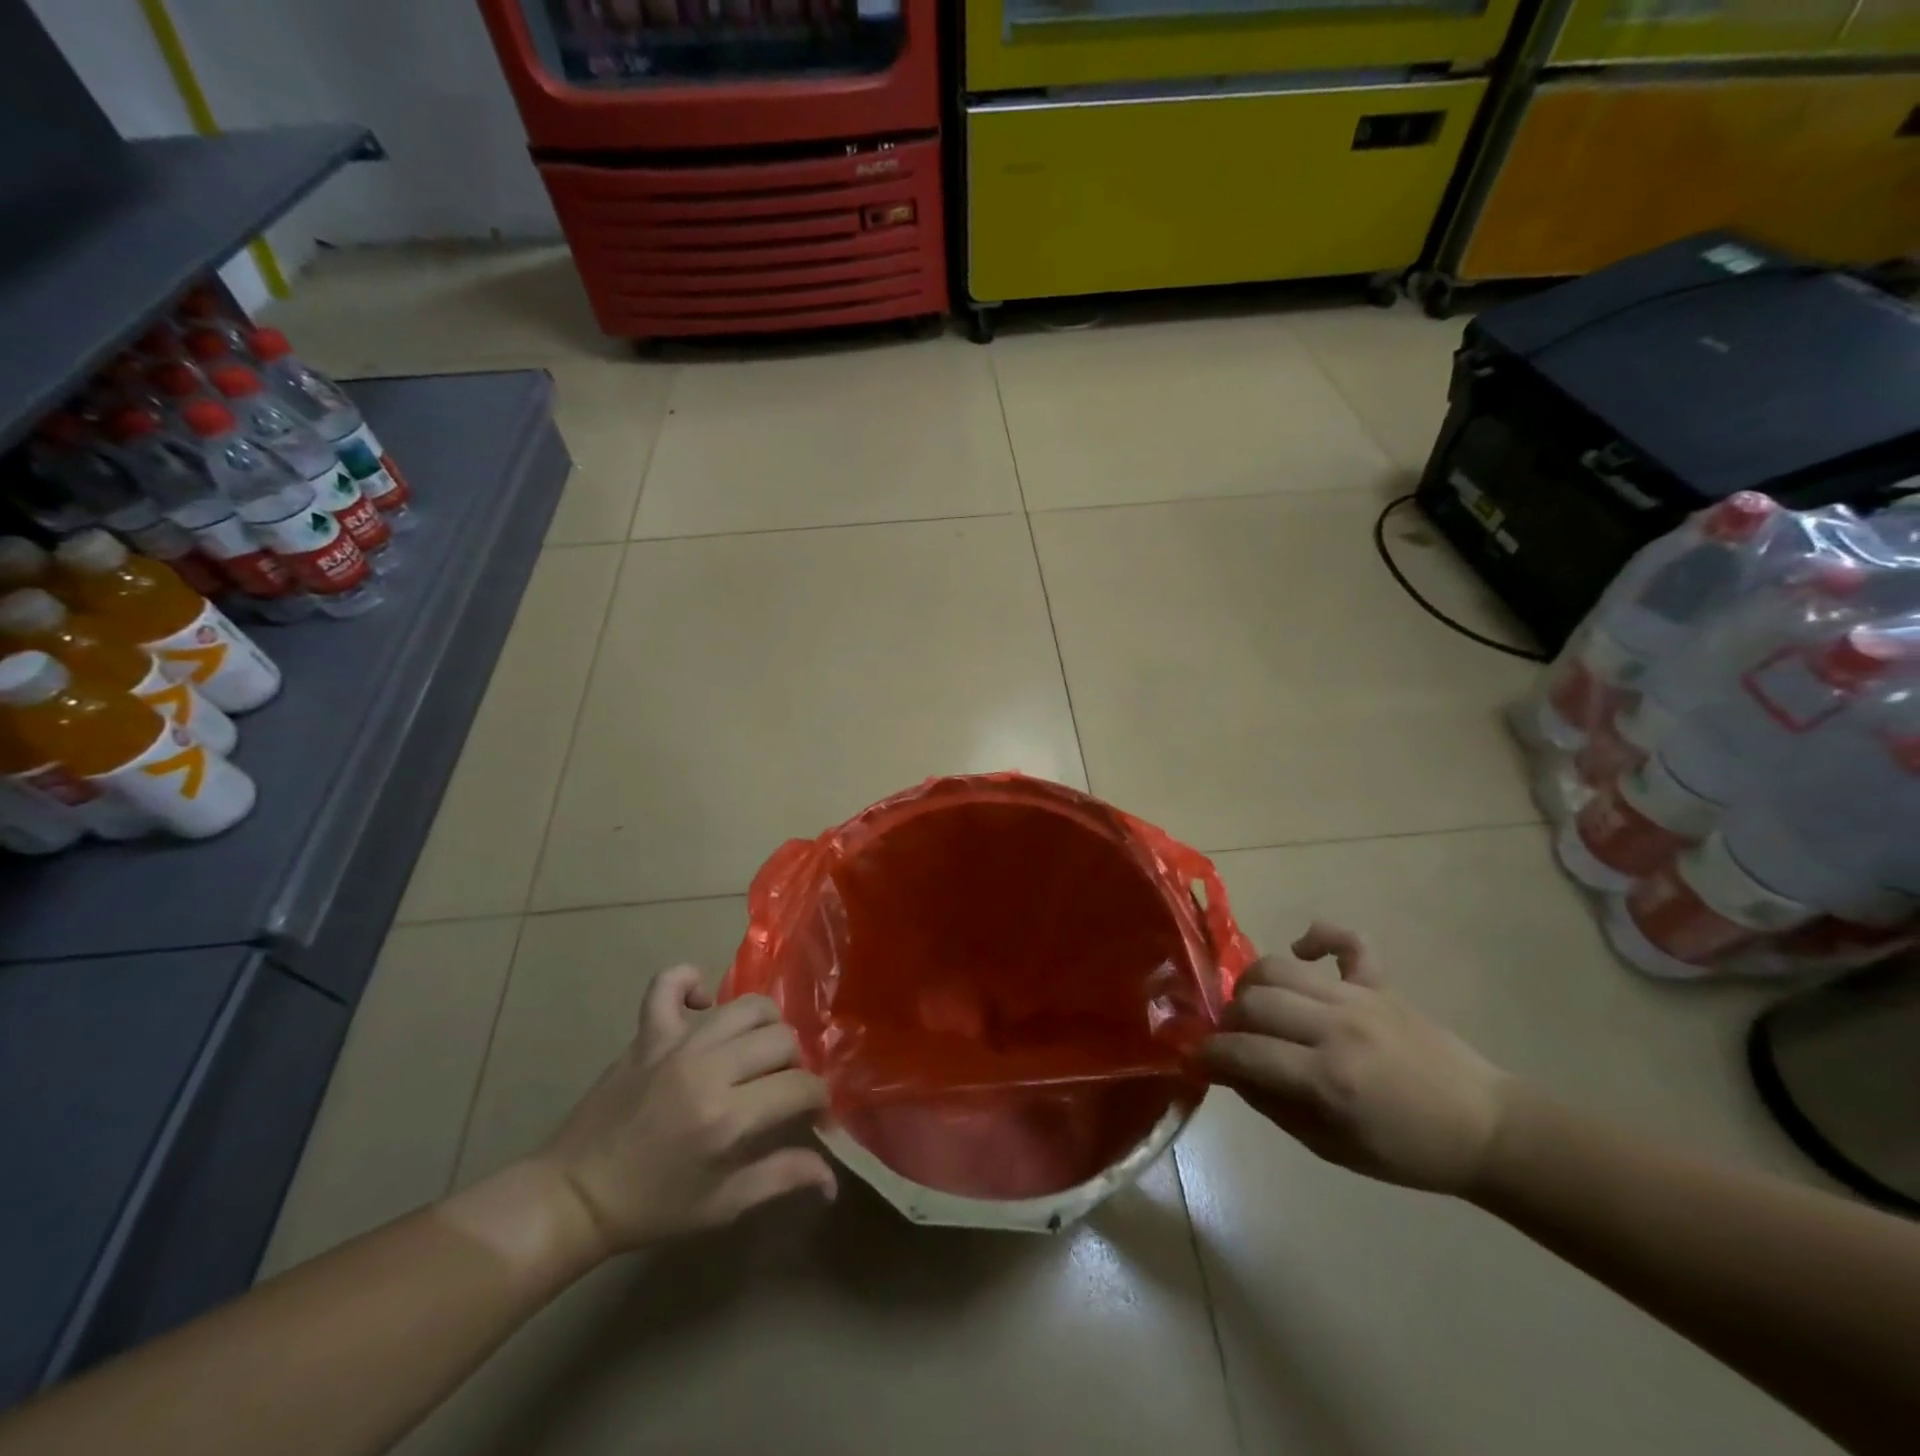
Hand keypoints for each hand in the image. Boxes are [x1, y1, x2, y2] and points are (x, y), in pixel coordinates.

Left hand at [532, 967, 835, 1255]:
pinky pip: (670, 982)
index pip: (800, 1086)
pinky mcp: (647, 1033)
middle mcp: (707, 1069)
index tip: (814, 1116)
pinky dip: (691, 982)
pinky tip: (703, 1006)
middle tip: (782, 1088)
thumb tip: (832, 1177)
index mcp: (728, 1117)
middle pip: (781, 1039)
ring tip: (756, 1051)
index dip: (819, 1100)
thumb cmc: (651, 1207)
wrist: (574, 1197)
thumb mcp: (722, 1206)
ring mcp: (675, 1044)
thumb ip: (782, 1179)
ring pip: (745, 1006)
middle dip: (795, 1064)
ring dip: (764, 1025)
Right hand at [1198, 923, 1511, 1193]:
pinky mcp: (1381, 983)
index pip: (1244, 1053)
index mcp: (1328, 1079)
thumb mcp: (1331, 1148)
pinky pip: (1345, 940)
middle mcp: (1337, 1028)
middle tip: (1233, 1038)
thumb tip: (1229, 1070)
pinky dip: (1317, 936)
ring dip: (1253, 984)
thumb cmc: (1406, 1151)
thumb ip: (1273, 1105)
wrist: (1485, 1129)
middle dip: (1229, 1020)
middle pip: (1253, 1001)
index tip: (1197, 1058)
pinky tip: (1303, 950)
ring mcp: (1360, 998)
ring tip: (1257, 1005)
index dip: (1209, 1055)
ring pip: (1279, 967)